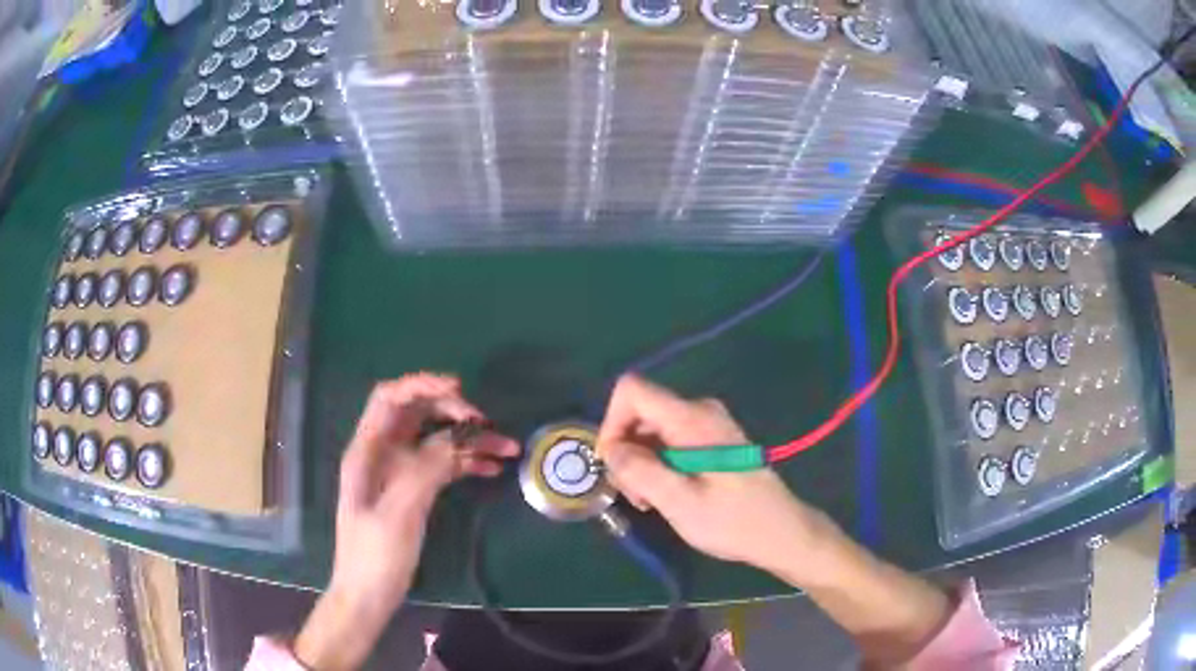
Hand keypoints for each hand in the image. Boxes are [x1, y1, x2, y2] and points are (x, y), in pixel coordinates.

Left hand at [296, 373, 518, 670]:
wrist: (369, 594)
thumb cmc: (374, 554)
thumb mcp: (399, 511)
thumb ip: (425, 468)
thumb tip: (457, 438)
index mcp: (368, 450)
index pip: (389, 398)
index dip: (421, 384)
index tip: (459, 389)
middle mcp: (383, 453)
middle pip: (418, 414)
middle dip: (452, 411)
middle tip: (485, 423)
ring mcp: (400, 472)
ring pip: (436, 440)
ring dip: (468, 439)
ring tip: (506, 446)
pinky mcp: (414, 491)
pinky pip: (442, 466)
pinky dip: (466, 463)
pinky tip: (492, 469)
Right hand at [598, 376, 950, 665]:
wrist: (781, 532)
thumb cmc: (733, 521)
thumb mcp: (680, 502)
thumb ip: (640, 471)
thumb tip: (610, 449)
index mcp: (692, 419)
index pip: (632, 390)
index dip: (611, 422)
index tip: (613, 464)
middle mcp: (699, 411)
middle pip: (640, 412)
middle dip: (626, 451)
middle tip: (634, 495)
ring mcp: (708, 424)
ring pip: (652, 429)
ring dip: (641, 463)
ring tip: (651, 501)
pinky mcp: (712, 440)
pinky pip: (670, 440)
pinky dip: (658, 464)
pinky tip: (666, 495)